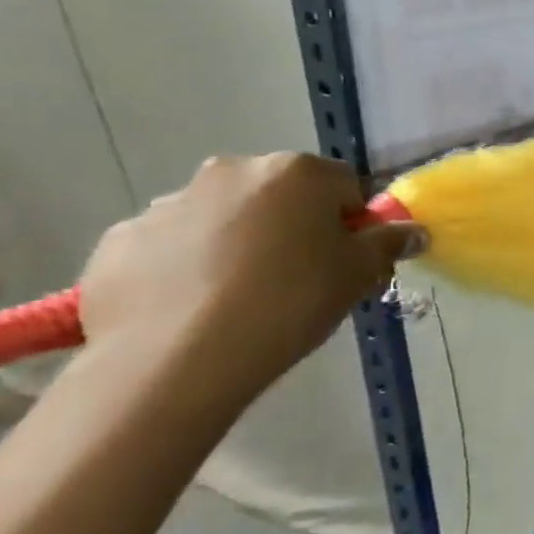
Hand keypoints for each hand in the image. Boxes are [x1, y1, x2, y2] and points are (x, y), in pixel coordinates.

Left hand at [78, 154, 424, 406]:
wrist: (175, 361)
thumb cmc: (289, 302)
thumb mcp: (358, 274)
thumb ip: (389, 244)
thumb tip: (414, 231)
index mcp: (295, 172)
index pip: (343, 186)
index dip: (351, 223)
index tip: (345, 261)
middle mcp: (231, 172)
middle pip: (279, 195)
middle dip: (291, 226)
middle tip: (297, 279)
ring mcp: (167, 204)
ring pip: (222, 218)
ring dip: (236, 243)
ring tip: (237, 299)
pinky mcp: (119, 242)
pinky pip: (169, 247)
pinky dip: (183, 267)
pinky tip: (191, 309)